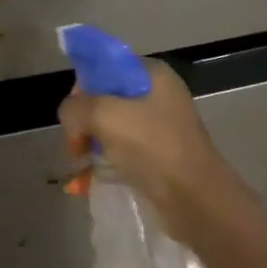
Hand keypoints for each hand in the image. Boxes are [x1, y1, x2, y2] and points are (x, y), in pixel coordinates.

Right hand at [58, 58, 243, 246]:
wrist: (197, 201)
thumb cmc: (153, 147)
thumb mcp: (106, 116)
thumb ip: (77, 107)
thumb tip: (70, 116)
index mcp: (152, 74)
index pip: (107, 66)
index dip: (84, 86)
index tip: (74, 112)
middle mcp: (158, 95)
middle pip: (106, 98)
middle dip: (84, 121)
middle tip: (75, 145)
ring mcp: (160, 127)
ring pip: (112, 127)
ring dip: (91, 144)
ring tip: (78, 166)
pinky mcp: (159, 157)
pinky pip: (122, 152)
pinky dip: (103, 163)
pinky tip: (84, 182)